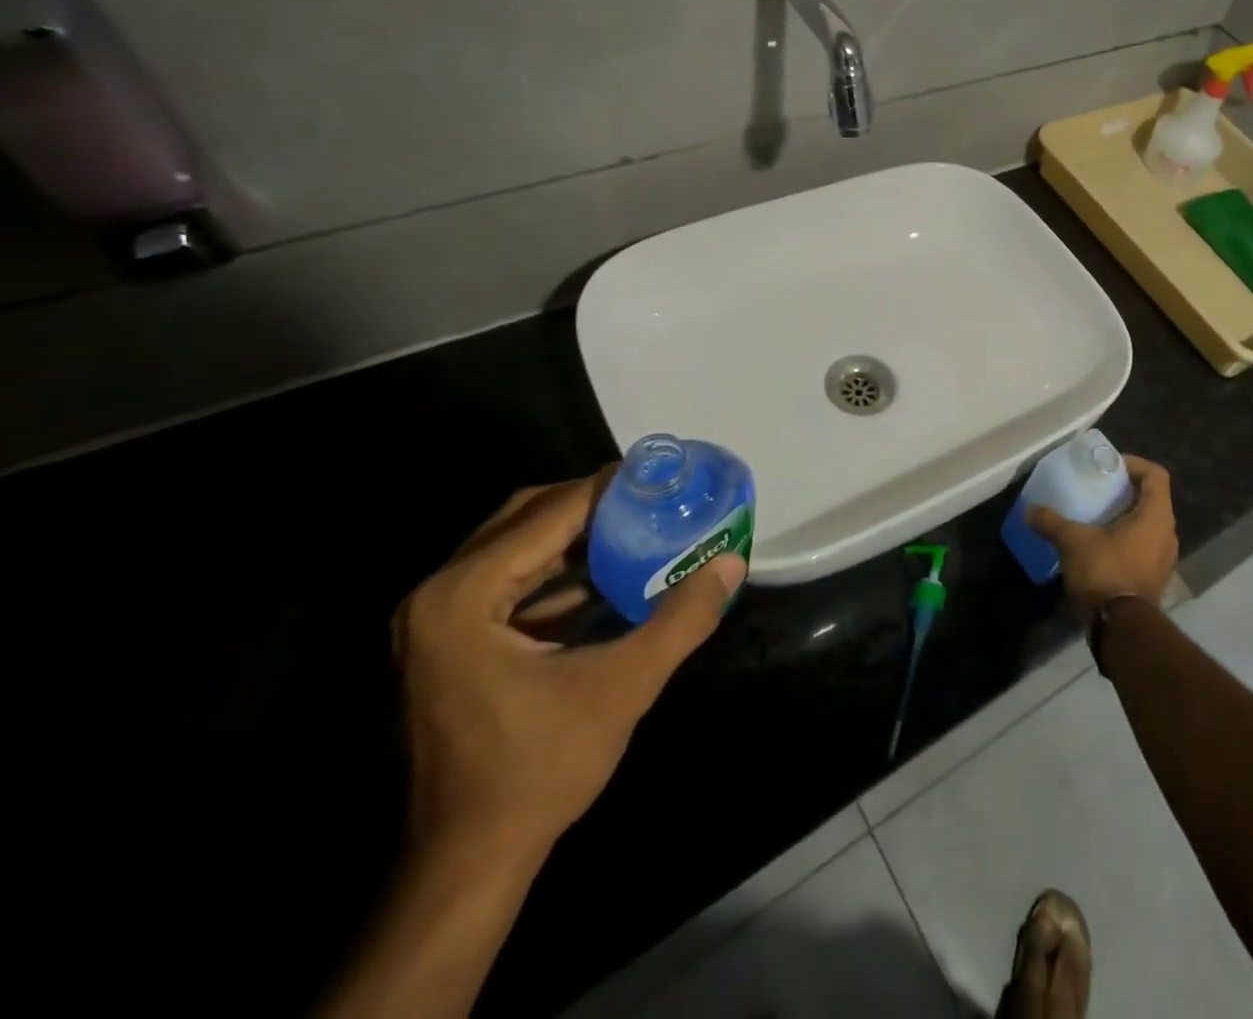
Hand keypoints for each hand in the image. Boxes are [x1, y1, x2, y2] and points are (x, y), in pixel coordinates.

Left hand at [392, 471, 745, 862]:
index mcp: (462, 597)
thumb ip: (682, 620)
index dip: (607, 488)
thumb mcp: (623, 688)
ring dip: (573, 534)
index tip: (660, 474)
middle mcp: (436, 596)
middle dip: (590, 504)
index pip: (547, 514)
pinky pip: (504, 580)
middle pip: (523, 518)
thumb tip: (732, 565)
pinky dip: (554, 569)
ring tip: (636, 526)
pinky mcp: (445, 644)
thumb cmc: (538, 771)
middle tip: (650, 498)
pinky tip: (604, 575)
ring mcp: (433, 622)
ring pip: (512, 547)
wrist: (466, 864)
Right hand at [1027, 454, 1177, 624]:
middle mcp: (1167, 534)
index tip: (1108, 467)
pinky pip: (1144, 547)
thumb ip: (1052, 522)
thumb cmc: (1105, 572)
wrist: (1121, 629)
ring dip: (1126, 517)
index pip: (1155, 475)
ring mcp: (1164, 559)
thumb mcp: (1073, 541)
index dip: (1133, 464)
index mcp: (1156, 516)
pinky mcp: (1155, 579)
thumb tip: (1029, 511)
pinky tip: (1100, 547)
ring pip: (1148, 525)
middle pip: (1152, 499)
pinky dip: (1126, 540)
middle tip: (1098, 489)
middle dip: (1125, 491)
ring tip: (1096, 517)